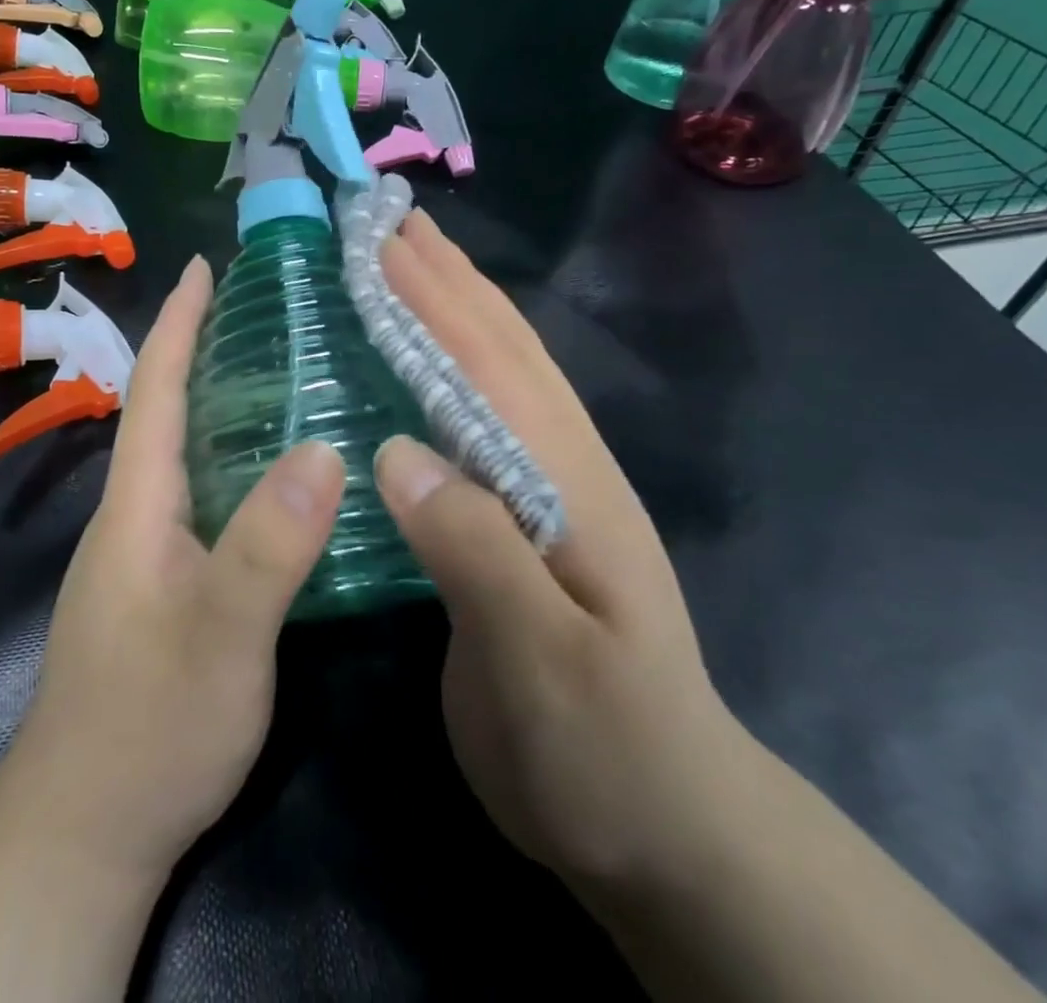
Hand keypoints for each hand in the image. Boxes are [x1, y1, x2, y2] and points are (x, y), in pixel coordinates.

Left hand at [0, 254, 344, 883]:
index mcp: (139, 503)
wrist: (88, 828)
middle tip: (268, 310)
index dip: (178, 323)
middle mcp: (137, 513)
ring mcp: (148, 552)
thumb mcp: (222, 634)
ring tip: (286, 370)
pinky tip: (280, 474)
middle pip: (169, 412)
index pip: (156, 390)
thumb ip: (269, 544)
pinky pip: (204, 496)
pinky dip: (236, 461)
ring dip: (223, 403)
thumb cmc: (150, 725)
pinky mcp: (165, 585)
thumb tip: (324, 448)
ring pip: (187, 454)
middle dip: (205, 349)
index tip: (203, 265)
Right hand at [375, 211, 753, 900]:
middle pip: (501, 348)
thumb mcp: (541, 666)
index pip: (492, 366)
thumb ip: (477, 552)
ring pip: (499, 374)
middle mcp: (561, 466)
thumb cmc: (605, 749)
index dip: (434, 298)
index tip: (380, 239)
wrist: (667, 825)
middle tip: (386, 221)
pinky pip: (481, 418)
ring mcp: (548, 490)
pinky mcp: (524, 520)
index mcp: (567, 483)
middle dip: (445, 277)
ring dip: (454, 307)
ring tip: (405, 261)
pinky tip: (422, 361)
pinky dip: (451, 367)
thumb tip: (397, 452)